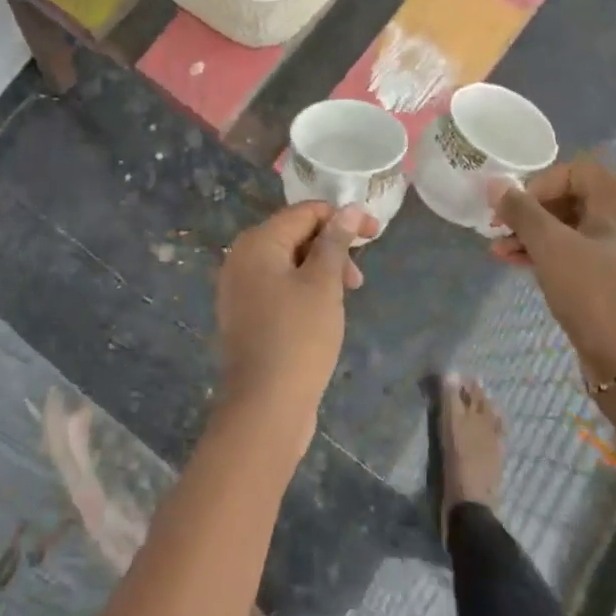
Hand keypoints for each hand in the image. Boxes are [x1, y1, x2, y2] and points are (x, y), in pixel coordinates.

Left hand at [214, 202, 375, 450]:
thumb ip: (335, 242)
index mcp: (257, 242)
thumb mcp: (323, 284)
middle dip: (331, 247)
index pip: (304, 212)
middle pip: (294, 235)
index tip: (375, 234)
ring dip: (320, 270)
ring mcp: (239, 287)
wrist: (264, 406)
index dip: (342, 218)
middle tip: (358, 279)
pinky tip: (322, 312)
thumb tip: (348, 208)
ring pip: (287, 262)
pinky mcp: (245, 314)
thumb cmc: (298, 337)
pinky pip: (277, 286)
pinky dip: (303, 289)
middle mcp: (241, 258)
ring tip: (345, 298)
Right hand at [491, 156, 615, 382]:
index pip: (574, 171)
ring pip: (568, 226)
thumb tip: (494, 183)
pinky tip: (514, 262)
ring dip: (531, 234)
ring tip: (497, 249)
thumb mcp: (550, 247)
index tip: (514, 208)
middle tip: (499, 227)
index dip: (538, 184)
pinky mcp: (612, 276)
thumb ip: (520, 210)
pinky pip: (573, 251)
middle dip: (529, 211)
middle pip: (569, 197)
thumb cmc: (594, 293)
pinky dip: (545, 252)